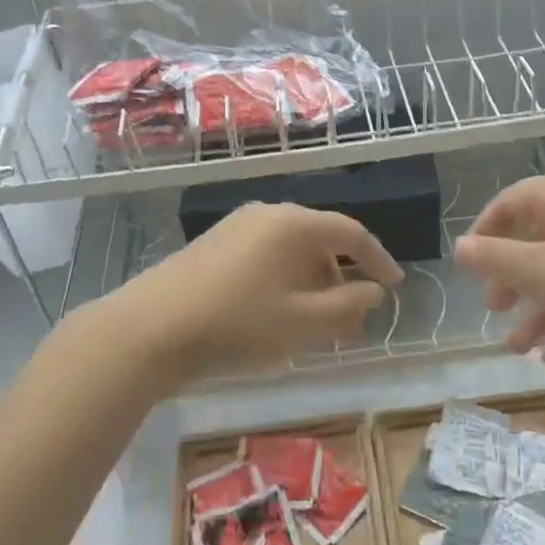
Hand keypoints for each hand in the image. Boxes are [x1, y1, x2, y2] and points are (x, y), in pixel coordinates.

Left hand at [84, 203, 403, 388]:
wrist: (150, 329)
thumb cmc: (237, 324)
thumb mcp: (303, 323)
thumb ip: (348, 306)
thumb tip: (374, 290)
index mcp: (294, 225)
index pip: (352, 234)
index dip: (379, 259)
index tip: (395, 286)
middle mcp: (268, 214)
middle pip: (321, 242)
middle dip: (342, 280)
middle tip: (352, 321)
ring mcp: (237, 227)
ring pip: (291, 252)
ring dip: (313, 284)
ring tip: (317, 326)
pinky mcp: (214, 244)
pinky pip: (266, 257)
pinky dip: (285, 282)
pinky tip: (278, 315)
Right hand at [453, 171, 544, 364]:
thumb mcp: (542, 273)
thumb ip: (495, 260)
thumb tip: (460, 247)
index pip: (511, 202)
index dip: (485, 233)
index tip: (470, 268)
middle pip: (539, 240)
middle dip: (514, 281)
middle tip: (497, 310)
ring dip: (541, 309)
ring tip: (522, 349)